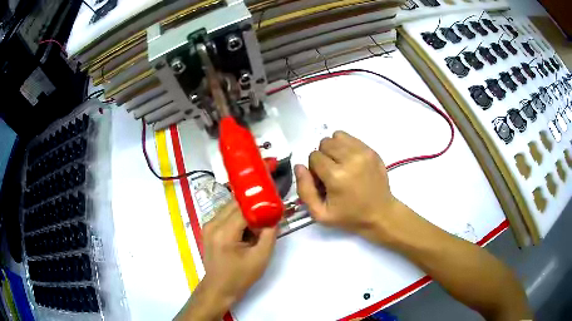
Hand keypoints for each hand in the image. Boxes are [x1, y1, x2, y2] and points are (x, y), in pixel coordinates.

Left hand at [177, 201, 276, 320]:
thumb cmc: (240, 276)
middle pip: (235, 205)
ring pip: (229, 208)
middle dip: (253, 207)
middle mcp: (212, 224)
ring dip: (245, 213)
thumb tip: (275, 216)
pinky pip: (225, 215)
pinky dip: (237, 218)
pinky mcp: (208, 229)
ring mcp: (208, 226)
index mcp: (224, 233)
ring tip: (258, 225)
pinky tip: (246, 231)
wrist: (219, 288)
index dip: (260, 206)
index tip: (274, 206)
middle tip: (268, 214)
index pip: (243, 209)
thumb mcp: (260, 258)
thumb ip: (269, 234)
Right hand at [295, 131, 398, 243]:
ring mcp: (363, 152)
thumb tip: (299, 166)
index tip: (323, 182)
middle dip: (323, 157)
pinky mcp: (371, 150)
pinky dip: (346, 147)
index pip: (314, 156)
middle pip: (325, 143)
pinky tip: (350, 162)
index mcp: (337, 176)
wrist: (380, 214)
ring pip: (337, 137)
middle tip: (331, 173)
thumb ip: (305, 190)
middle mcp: (351, 159)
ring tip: (340, 165)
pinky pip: (350, 138)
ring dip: (334, 149)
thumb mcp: (320, 214)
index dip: (314, 169)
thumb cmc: (349, 216)